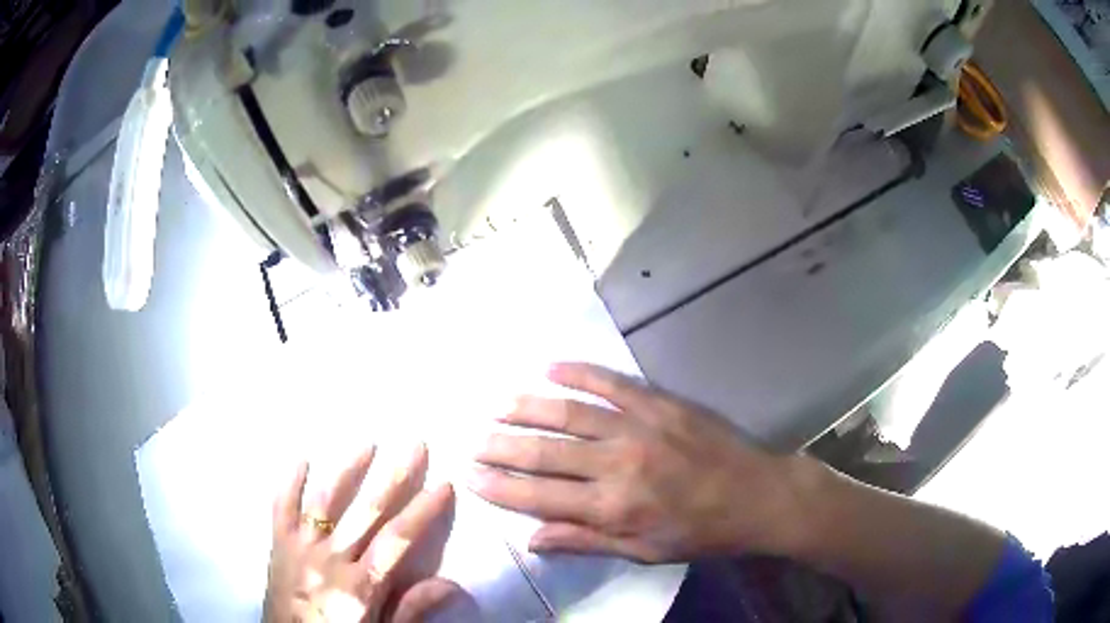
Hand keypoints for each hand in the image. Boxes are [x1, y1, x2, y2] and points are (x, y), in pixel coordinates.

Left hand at [264, 444, 470, 621]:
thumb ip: (412, 610)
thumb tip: (453, 585)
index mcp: (359, 586)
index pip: (398, 541)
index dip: (423, 512)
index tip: (443, 484)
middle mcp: (329, 560)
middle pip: (365, 513)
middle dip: (393, 478)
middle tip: (414, 445)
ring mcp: (300, 548)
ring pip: (324, 502)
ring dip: (347, 470)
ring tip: (367, 443)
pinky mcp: (278, 544)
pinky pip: (281, 507)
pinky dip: (290, 482)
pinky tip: (302, 458)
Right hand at [469, 363, 806, 563]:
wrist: (758, 494)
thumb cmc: (700, 532)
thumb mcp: (644, 551)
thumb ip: (586, 541)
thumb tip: (531, 538)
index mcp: (613, 507)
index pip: (539, 496)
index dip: (500, 487)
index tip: (471, 476)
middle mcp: (618, 464)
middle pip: (546, 453)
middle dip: (503, 446)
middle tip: (474, 440)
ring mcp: (639, 426)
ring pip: (569, 413)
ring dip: (528, 407)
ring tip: (498, 404)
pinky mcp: (659, 401)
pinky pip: (610, 382)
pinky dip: (577, 372)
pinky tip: (548, 367)